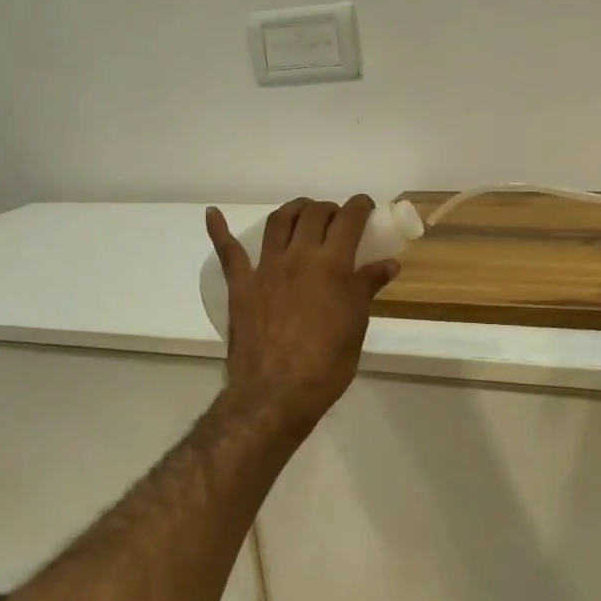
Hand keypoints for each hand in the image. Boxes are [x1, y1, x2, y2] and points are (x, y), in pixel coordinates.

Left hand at [205, 197, 399, 432]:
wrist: (276, 393)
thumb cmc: (326, 363)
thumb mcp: (356, 325)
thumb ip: (367, 288)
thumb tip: (388, 264)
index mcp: (332, 265)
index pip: (349, 220)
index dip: (360, 207)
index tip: (366, 207)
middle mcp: (299, 256)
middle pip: (314, 215)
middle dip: (329, 209)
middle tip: (337, 218)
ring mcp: (266, 268)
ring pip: (279, 222)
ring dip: (294, 210)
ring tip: (303, 212)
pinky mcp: (241, 284)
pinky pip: (228, 252)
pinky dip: (219, 230)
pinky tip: (213, 214)